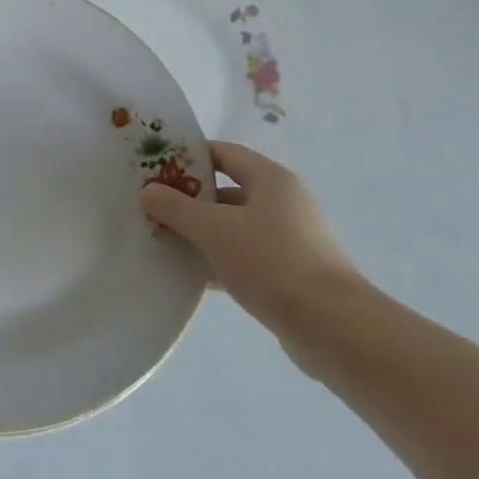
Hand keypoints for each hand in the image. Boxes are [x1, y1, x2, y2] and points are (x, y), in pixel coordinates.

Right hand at [141, 140, 367, 345]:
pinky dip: (215, 261)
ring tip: (160, 240)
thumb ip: (176, 207)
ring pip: (231, 227)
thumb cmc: (270, 261)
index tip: (154, 166)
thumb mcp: (213, 229)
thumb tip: (148, 191)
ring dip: (198, 233)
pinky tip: (187, 274)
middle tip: (150, 206)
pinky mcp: (285, 273)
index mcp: (270, 180)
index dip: (188, 156)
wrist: (329, 325)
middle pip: (225, 191)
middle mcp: (281, 203)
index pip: (223, 153)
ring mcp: (286, 240)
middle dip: (187, 199)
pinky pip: (241, 257)